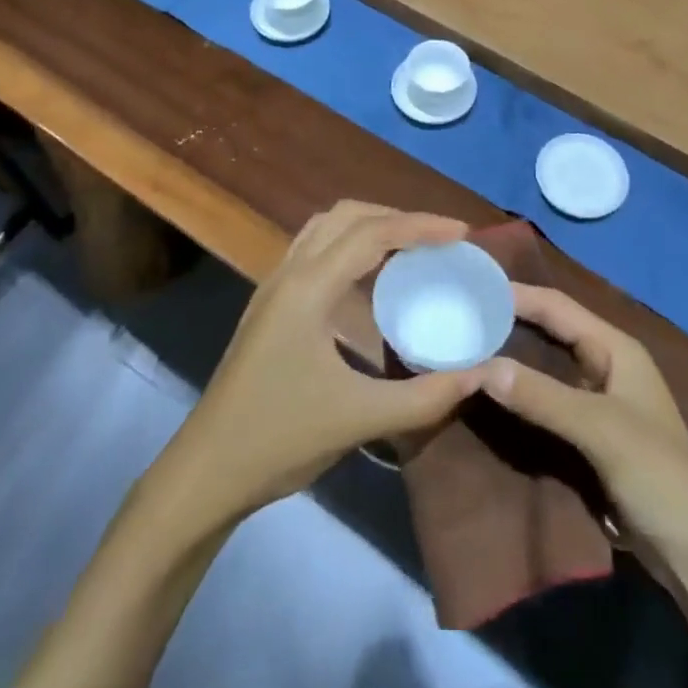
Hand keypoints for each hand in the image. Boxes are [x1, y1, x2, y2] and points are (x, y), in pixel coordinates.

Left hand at [169, 202, 491, 520]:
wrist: (206, 471)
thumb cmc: (280, 438)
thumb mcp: (359, 418)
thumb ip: (426, 397)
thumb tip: (481, 375)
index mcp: (307, 288)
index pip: (372, 233)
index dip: (420, 226)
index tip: (463, 233)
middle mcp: (288, 273)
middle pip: (346, 216)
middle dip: (396, 217)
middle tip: (439, 239)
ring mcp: (274, 287)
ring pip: (325, 229)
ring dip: (369, 227)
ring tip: (411, 249)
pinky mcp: (269, 306)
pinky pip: (314, 252)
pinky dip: (349, 248)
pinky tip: (370, 280)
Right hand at [483, 285, 687, 576]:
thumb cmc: (658, 475)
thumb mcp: (599, 429)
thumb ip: (542, 397)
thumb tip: (482, 367)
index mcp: (615, 349)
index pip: (558, 307)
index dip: (517, 295)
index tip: (473, 288)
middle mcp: (605, 364)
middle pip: (549, 332)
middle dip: (509, 323)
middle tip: (460, 318)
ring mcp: (596, 400)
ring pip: (544, 367)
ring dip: (510, 358)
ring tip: (464, 349)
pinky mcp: (587, 433)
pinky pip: (545, 401)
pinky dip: (519, 394)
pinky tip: (489, 395)